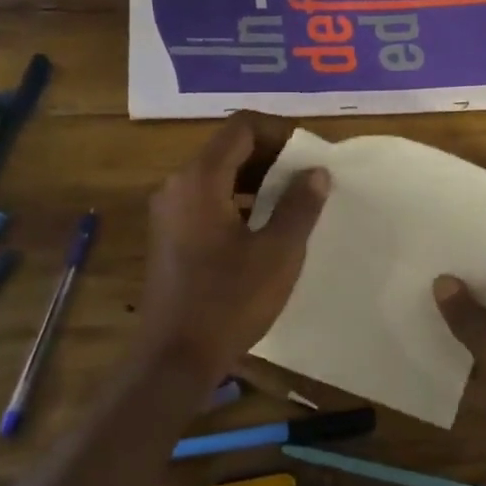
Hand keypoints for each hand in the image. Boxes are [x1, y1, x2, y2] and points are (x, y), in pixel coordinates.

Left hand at [138, 115, 328, 382]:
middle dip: (271, 155)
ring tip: (293, 199)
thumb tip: (316, 172)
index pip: (241, 127)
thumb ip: (300, 206)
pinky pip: (206, 198)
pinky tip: (264, 225)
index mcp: (200, 179)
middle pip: (228, 148)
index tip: (310, 152)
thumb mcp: (278, 253)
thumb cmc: (229, 301)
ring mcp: (169, 211)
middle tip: (308, 175)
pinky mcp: (169, 234)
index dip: (279, 131)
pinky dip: (237, 199)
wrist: (173, 358)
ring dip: (256, 178)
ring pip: (217, 174)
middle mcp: (177, 185)